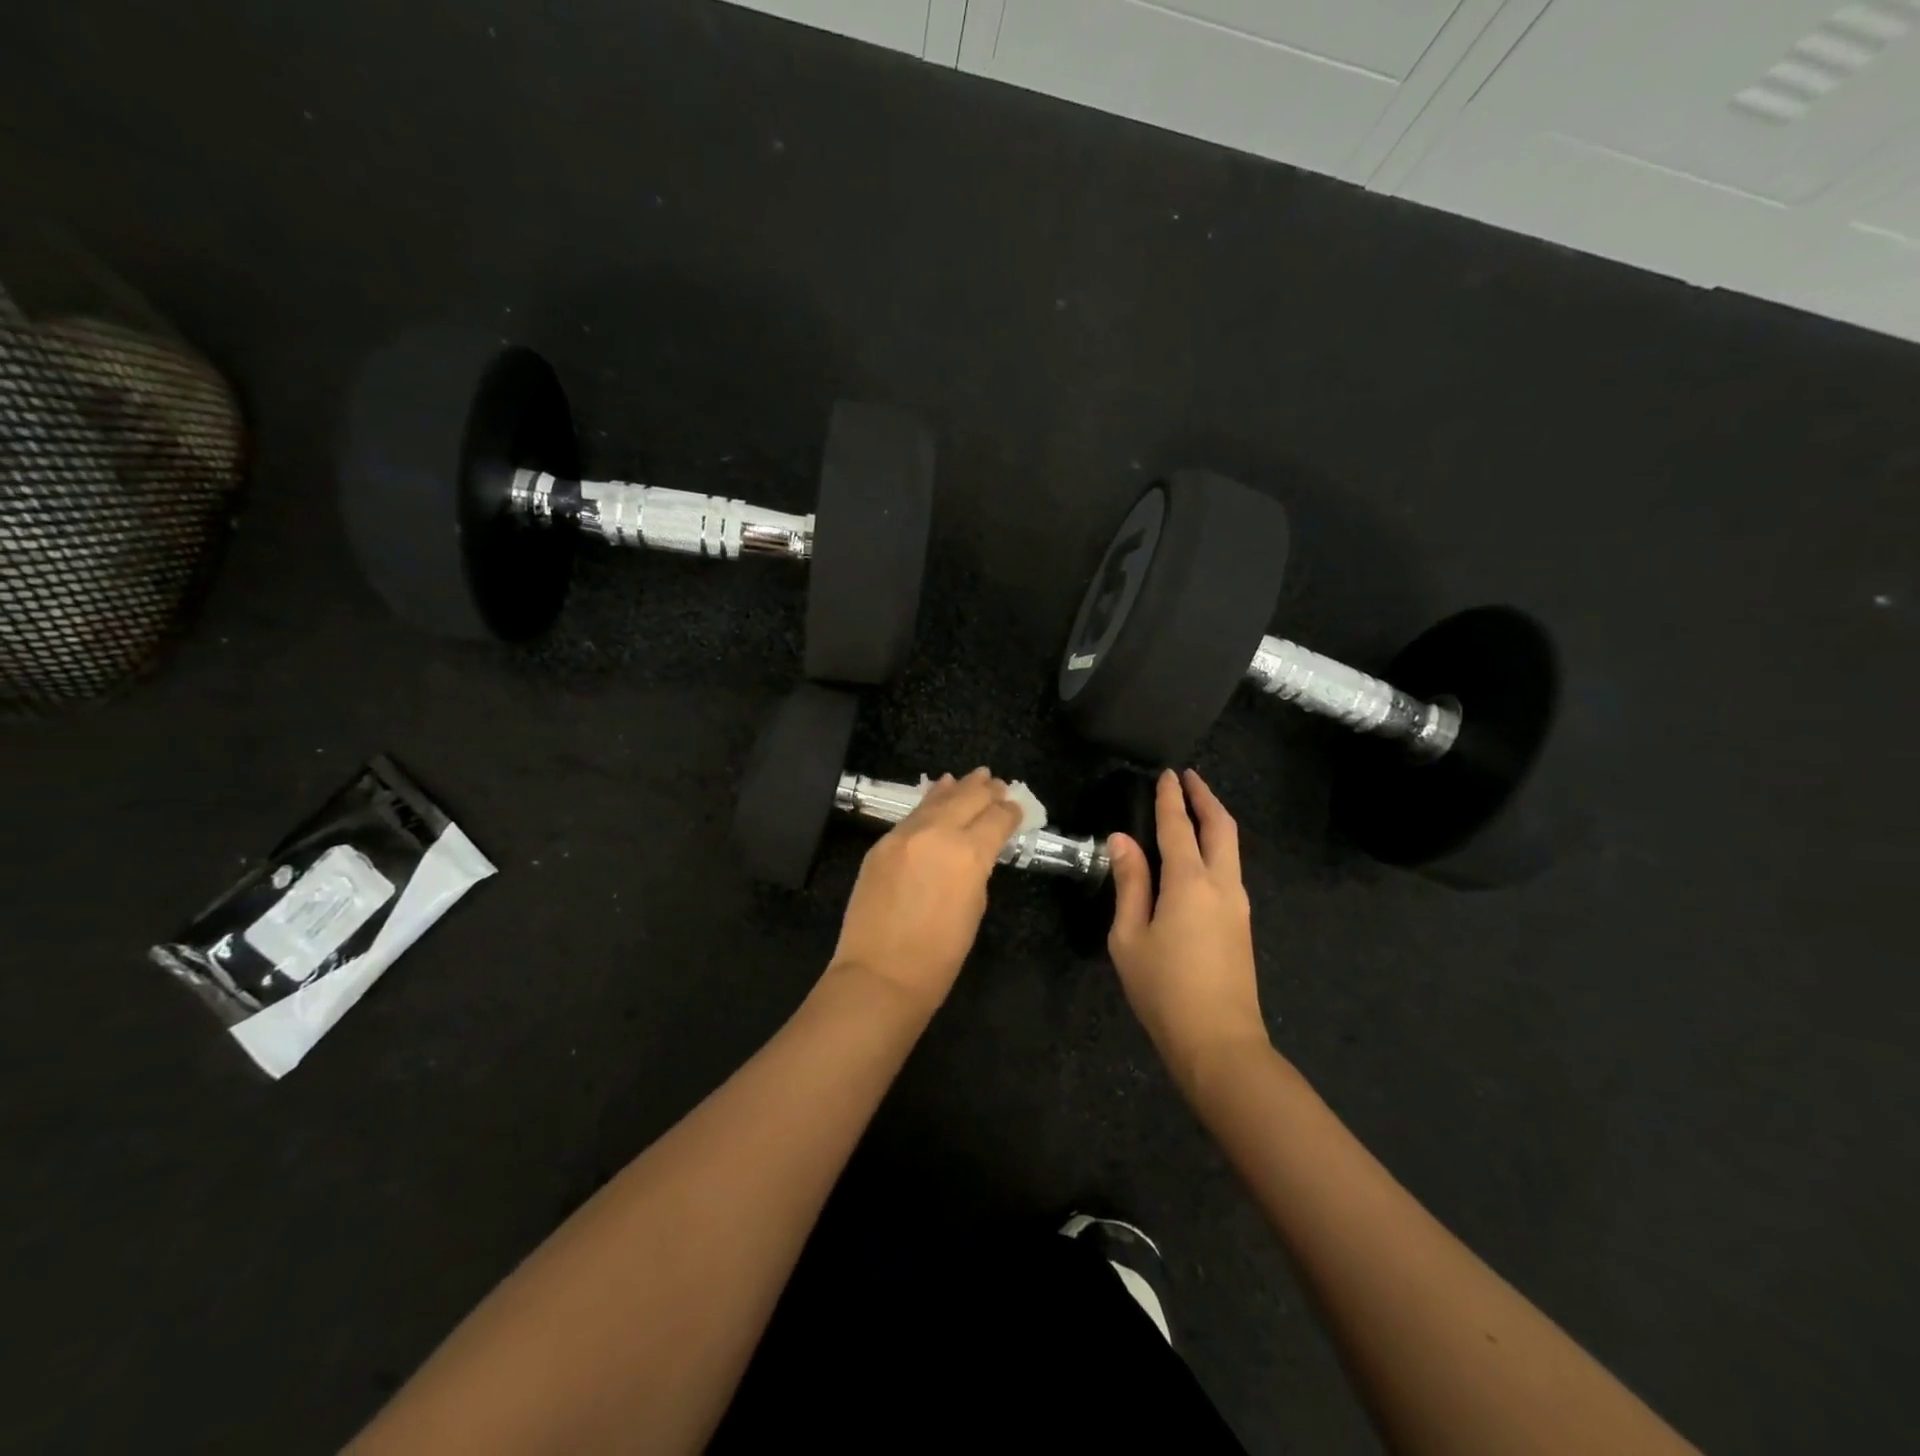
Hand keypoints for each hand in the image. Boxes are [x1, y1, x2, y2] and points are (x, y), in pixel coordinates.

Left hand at [827, 769, 1024, 1014]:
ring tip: (975, 776)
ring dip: (959, 788)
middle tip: (999, 784)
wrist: (880, 974)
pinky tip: (939, 790)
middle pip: (968, 799)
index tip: (1016, 808)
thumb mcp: (974, 908)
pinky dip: (931, 800)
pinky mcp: (883, 843)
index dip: (1009, 812)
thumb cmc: (939, 956)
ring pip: (938, 800)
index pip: (996, 819)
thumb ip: (977, 870)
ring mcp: (906, 835)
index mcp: (969, 854)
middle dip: (987, 791)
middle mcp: (938, 834)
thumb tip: (975, 850)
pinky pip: (913, 813)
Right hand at [1108, 769, 1267, 1092]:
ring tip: (1194, 808)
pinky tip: (1199, 854)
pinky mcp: (1241, 923)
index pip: (1178, 827)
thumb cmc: (1164, 989)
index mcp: (1190, 882)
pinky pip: (1230, 869)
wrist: (1219, 1041)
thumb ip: (1129, 884)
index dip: (1170, 798)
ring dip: (1214, 821)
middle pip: (1220, 827)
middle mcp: (1221, 884)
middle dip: (1205, 798)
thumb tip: (1122, 840)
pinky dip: (1216, 846)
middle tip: (1189, 778)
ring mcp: (1238, 904)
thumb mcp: (1130, 937)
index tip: (1166, 774)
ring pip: (1231, 847)